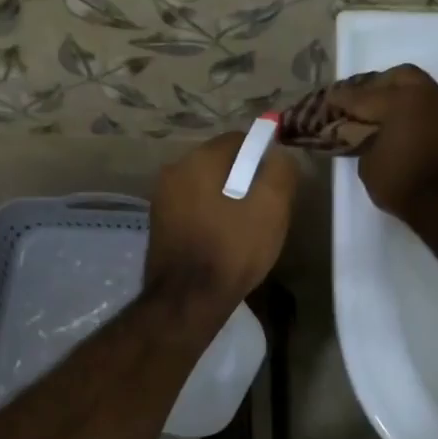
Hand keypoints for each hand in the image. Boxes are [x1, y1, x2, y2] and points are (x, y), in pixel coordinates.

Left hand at [146, 132, 297, 307]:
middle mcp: (174, 170)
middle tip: (263, 209)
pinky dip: (209, 215)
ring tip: (244, 228)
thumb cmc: (233, 249)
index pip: (239, 139)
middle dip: (243, 178)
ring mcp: (162, 197)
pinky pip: (192, 206)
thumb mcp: (271, 207)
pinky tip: (221, 240)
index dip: (262, 157)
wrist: (187, 299)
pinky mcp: (158, 222)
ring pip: (205, 186)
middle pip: (220, 162)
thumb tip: (276, 154)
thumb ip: (279, 171)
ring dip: (226, 198)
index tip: (275, 185)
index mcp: (199, 159)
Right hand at [331, 64, 437, 220]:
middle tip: (373, 96)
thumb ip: (370, 144)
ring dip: (422, 98)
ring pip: (437, 91)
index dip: (345, 98)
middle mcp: (432, 96)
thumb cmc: (405, 185)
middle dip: (385, 83)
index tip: (332, 97)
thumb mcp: (370, 168)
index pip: (364, 96)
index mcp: (400, 101)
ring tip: (411, 112)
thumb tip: (376, 138)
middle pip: (405, 76)